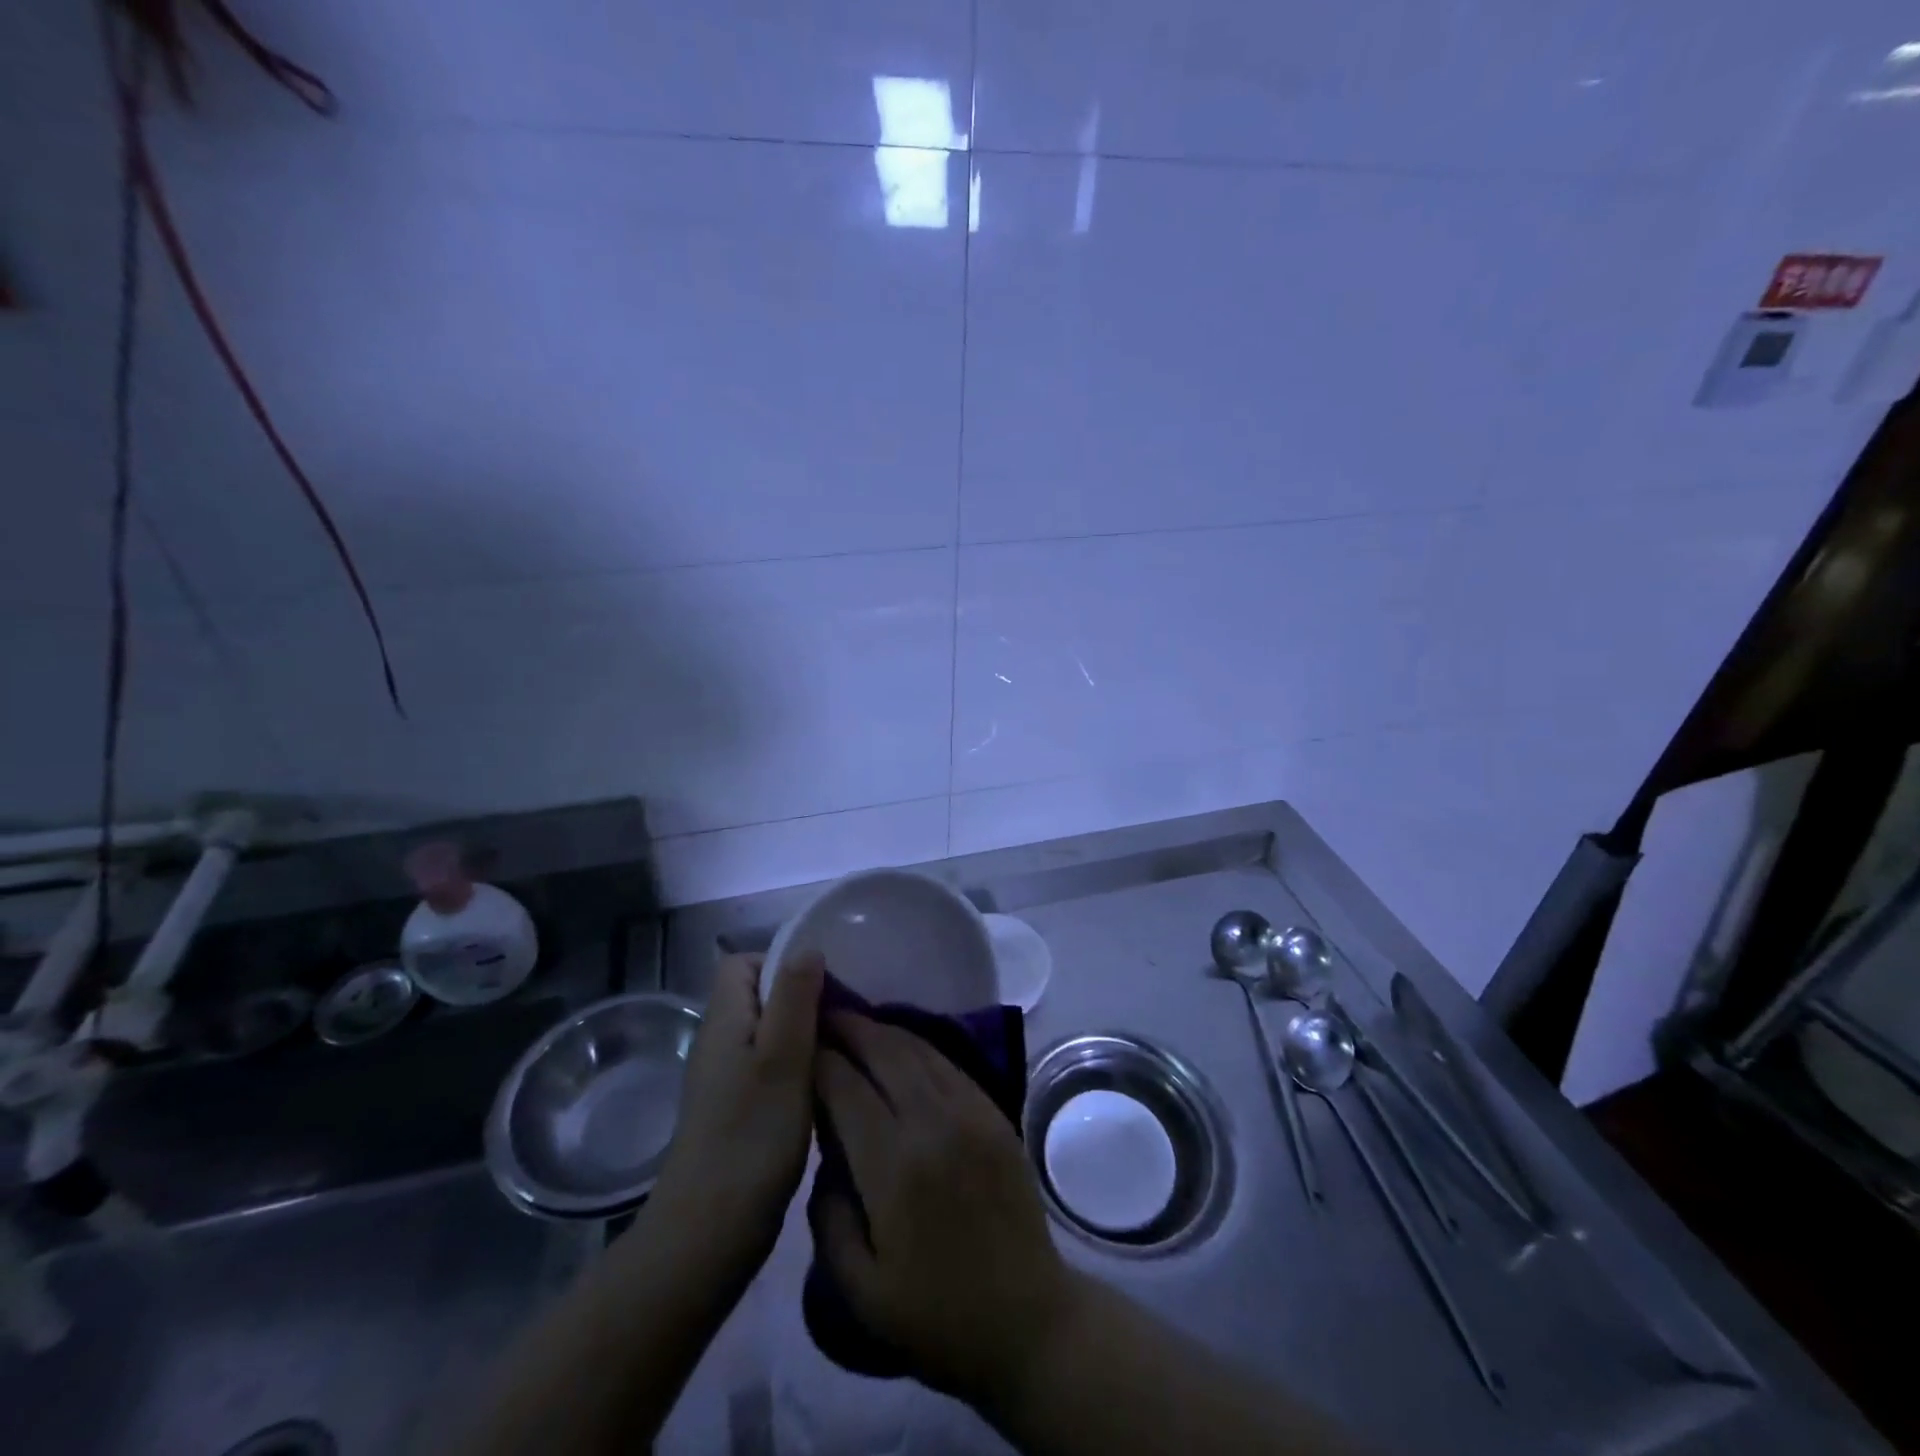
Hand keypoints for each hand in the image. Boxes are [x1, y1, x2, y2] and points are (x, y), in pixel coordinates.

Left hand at [654, 952, 823, 1270]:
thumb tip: (807, 947)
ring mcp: (726, 1079)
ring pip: (769, 1032)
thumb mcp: (783, 1057)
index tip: (822, 984)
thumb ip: (794, 998)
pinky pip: (770, 1065)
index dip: (780, 961)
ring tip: (842, 1049)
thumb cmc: (750, 1136)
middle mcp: (720, 1042)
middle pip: (760, 996)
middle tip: (844, 1017)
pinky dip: (797, 1066)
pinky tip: (824, 1086)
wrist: (708, 1235)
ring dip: (804, 1034)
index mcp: (724, 1020)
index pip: (742, 962)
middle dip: (802, 997)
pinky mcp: (737, 1110)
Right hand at [812, 1013, 1083, 1407]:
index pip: (846, 1088)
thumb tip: (824, 1158)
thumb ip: (828, 1217)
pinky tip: (900, 1045)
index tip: (799, 1047)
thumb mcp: (858, 1290)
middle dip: (849, 1028)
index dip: (819, 1061)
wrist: (1027, 1321)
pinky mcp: (994, 1113)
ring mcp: (971, 1113)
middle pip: (884, 1052)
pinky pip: (949, 1064)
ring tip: (855, 1022)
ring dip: (883, 1030)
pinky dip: (918, 1046)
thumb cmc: (935, 1316)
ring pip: (919, 1050)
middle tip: (823, 1015)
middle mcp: (934, 1124)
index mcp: (895, 1168)